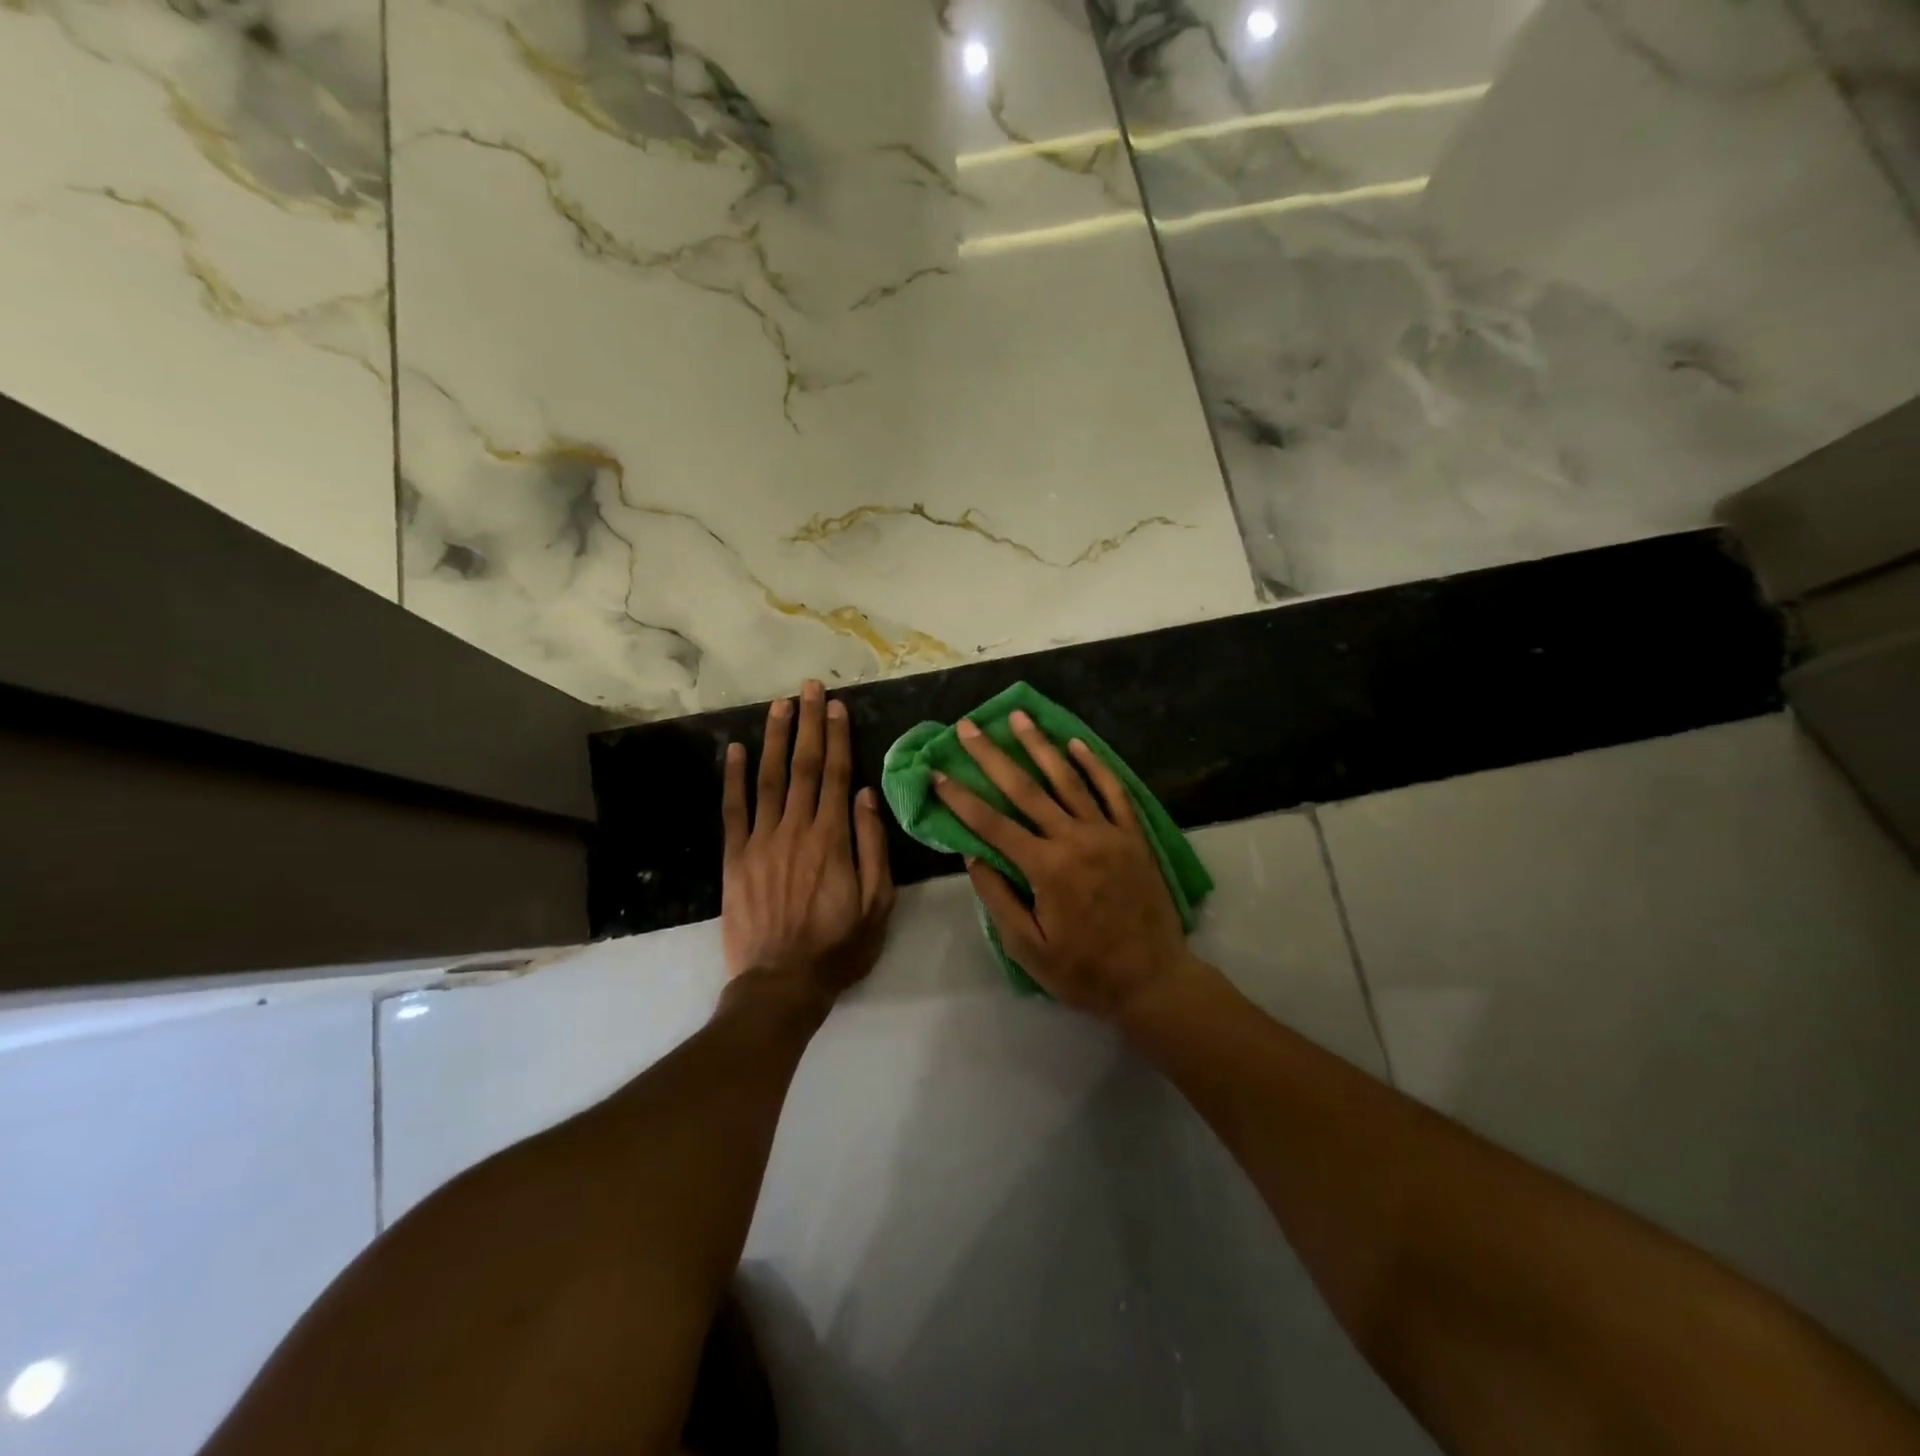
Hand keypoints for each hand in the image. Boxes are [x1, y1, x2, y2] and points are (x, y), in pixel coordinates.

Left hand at [722, 680, 895, 1007]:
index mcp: (833, 838)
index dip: (836, 737)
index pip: (837, 775)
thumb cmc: (839, 946)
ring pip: (769, 779)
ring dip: (774, 739)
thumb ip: (873, 846)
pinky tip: (734, 750)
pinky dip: (733, 778)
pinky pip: (733, 810)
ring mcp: (762, 841)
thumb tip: (869, 795)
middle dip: (807, 724)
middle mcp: (796, 829)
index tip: (835, 706)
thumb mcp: (877, 902)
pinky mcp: (736, 858)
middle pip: (804, 767)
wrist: (782, 984)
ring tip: (778, 705)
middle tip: (808, 688)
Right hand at [932, 710, 1198, 1021]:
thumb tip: (972, 855)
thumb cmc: (1084, 972)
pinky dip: (1094, 765)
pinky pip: (1113, 791)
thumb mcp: (1029, 949)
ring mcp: (1108, 833)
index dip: (961, 798)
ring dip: (1040, 746)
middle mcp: (1075, 839)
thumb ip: (998, 899)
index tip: (936, 773)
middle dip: (992, 755)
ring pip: (1068, 779)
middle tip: (967, 726)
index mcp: (1046, 868)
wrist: (1153, 980)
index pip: (992, 824)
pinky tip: (1076, 743)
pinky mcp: (1133, 836)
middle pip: (1025, 789)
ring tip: (1018, 716)